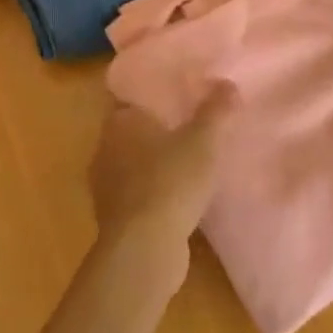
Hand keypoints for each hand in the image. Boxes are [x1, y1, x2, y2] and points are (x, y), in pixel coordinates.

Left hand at [88, 86, 234, 294]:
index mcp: (120, 122)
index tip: (177, 98)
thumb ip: (216, 111)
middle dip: (157, 131)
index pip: (133, 99)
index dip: (154, 98)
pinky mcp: (114, 218)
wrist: (144, 249)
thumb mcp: (203, 141)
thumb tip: (227, 83)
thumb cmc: (170, 182)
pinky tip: (178, 200)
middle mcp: (105, 149)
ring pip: (133, 165)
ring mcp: (105, 186)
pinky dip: (154, 194)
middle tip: (189, 128)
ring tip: (187, 164)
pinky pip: (137, 195)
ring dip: (155, 166)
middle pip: (133, 132)